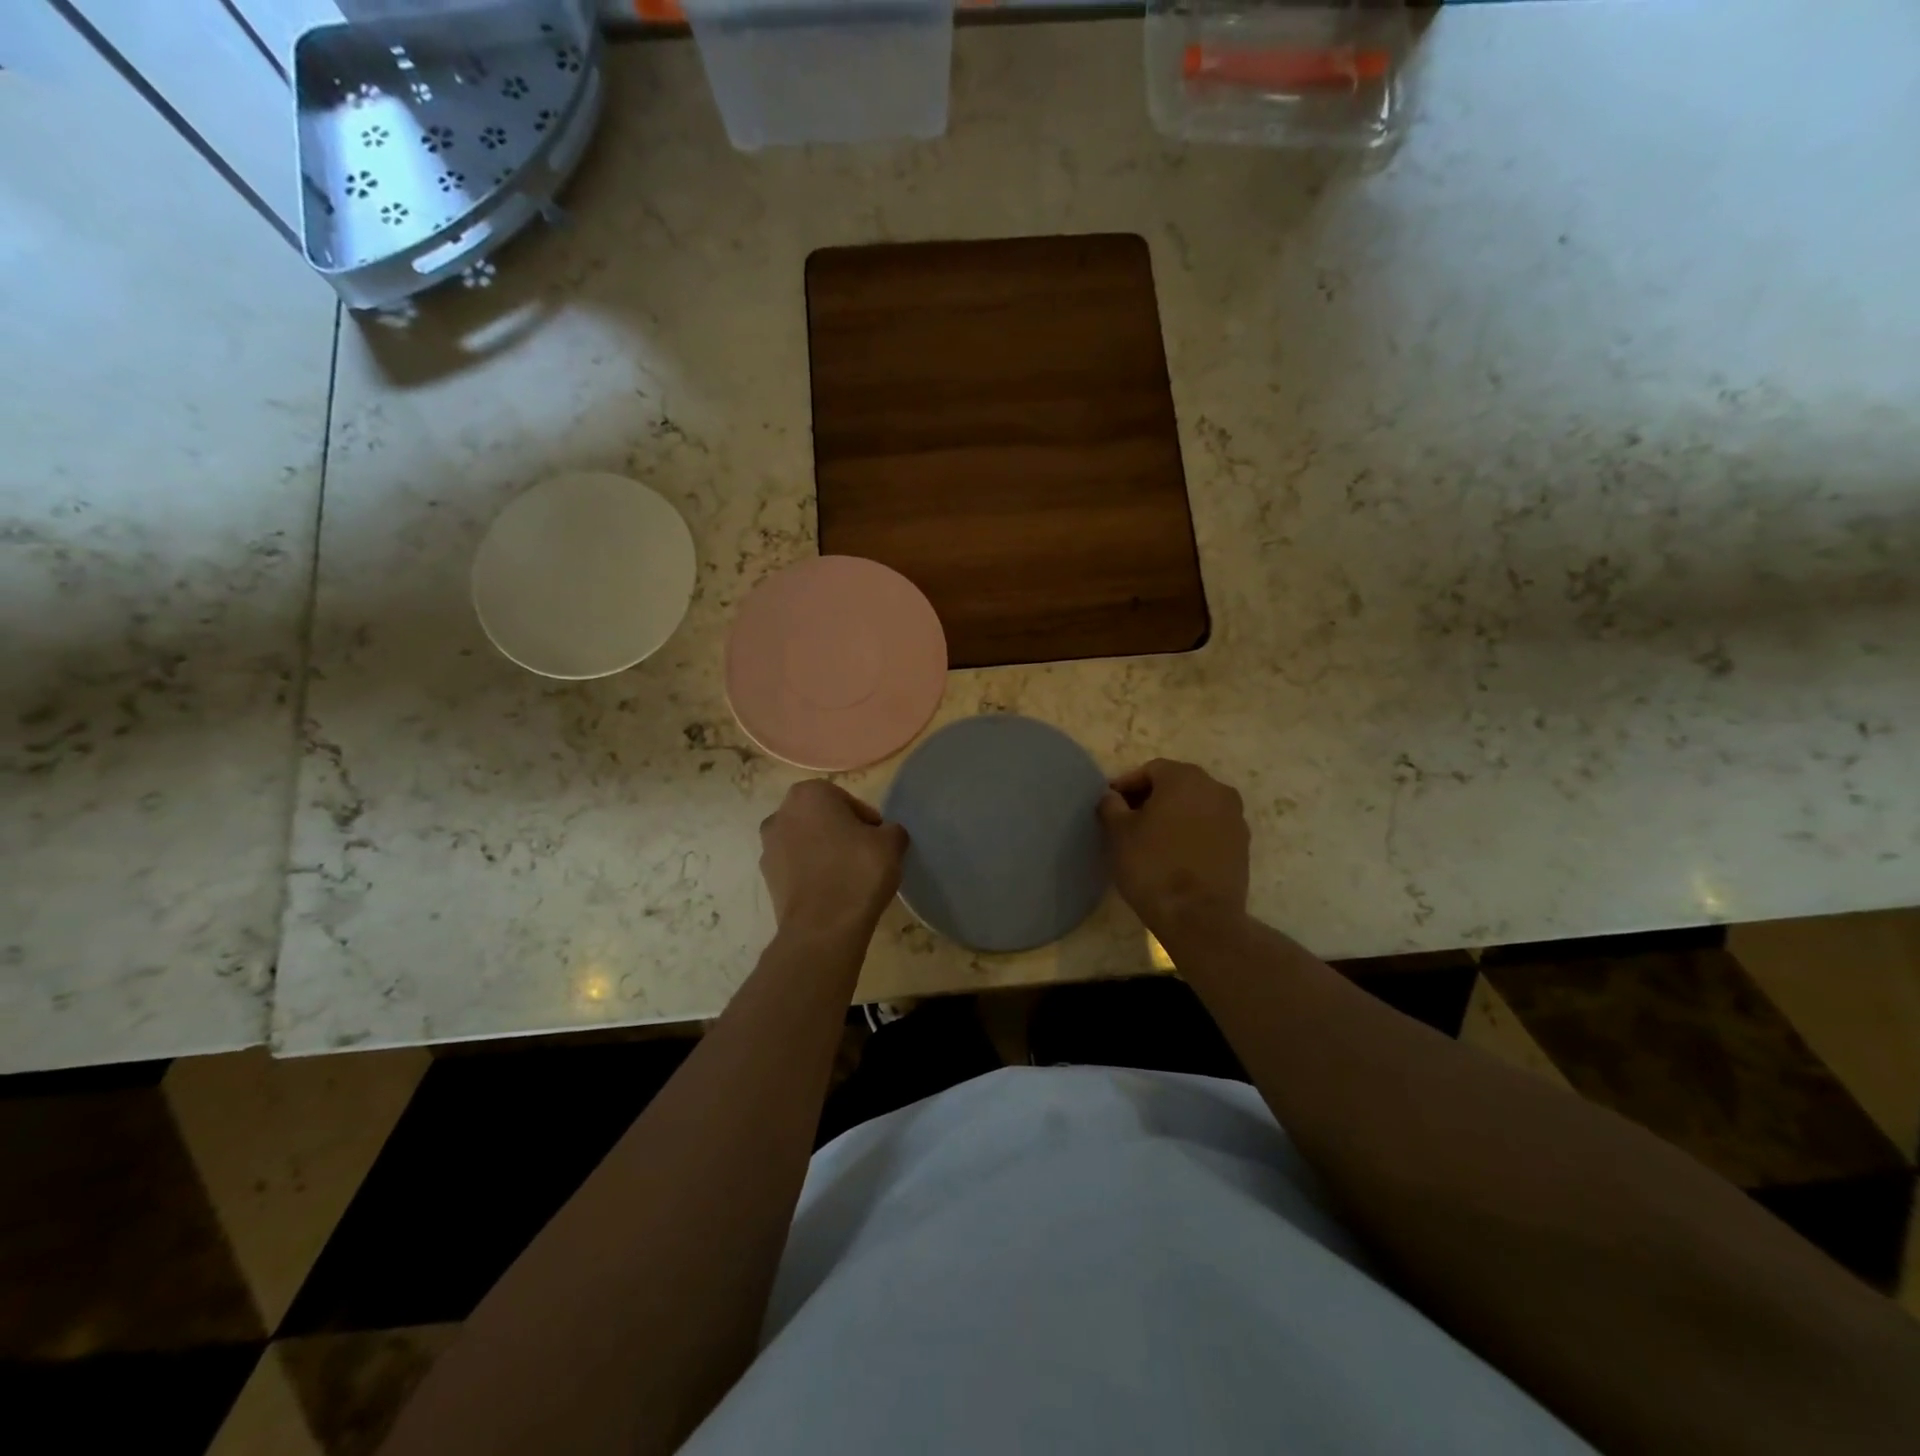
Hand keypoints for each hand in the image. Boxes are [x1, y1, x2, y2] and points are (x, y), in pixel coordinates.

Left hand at [759, 780, 908, 944]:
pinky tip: (832, 893)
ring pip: (806, 843)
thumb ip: (891, 830)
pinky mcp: (766, 879)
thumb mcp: (891, 843)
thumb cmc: (857, 871)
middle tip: (865, 856)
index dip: (867, 821)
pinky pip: (797, 868)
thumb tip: (885, 835)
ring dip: (824, 854)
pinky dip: (812, 874)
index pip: (846, 800)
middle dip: (841, 833)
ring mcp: (768, 848)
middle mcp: (780, 814)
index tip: (878, 841)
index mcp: (808, 794)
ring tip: (849, 877)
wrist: (823, 928)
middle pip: (822, 819)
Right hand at [1098, 759, 1249, 941]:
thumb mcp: (1119, 833)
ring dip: (1174, 815)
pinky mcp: (1243, 845)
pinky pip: (1211, 828)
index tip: (1111, 805)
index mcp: (1185, 778)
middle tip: (1129, 820)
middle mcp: (1216, 789)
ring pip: (1196, 806)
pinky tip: (1176, 854)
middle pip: (1176, 784)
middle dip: (1152, 798)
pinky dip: (1192, 833)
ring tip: (1152, 839)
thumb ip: (1111, 805)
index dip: (1127, 785)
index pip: (1150, 770)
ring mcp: (1235, 817)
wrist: (1199, 917)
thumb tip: (1112, 796)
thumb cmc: (1152, 866)